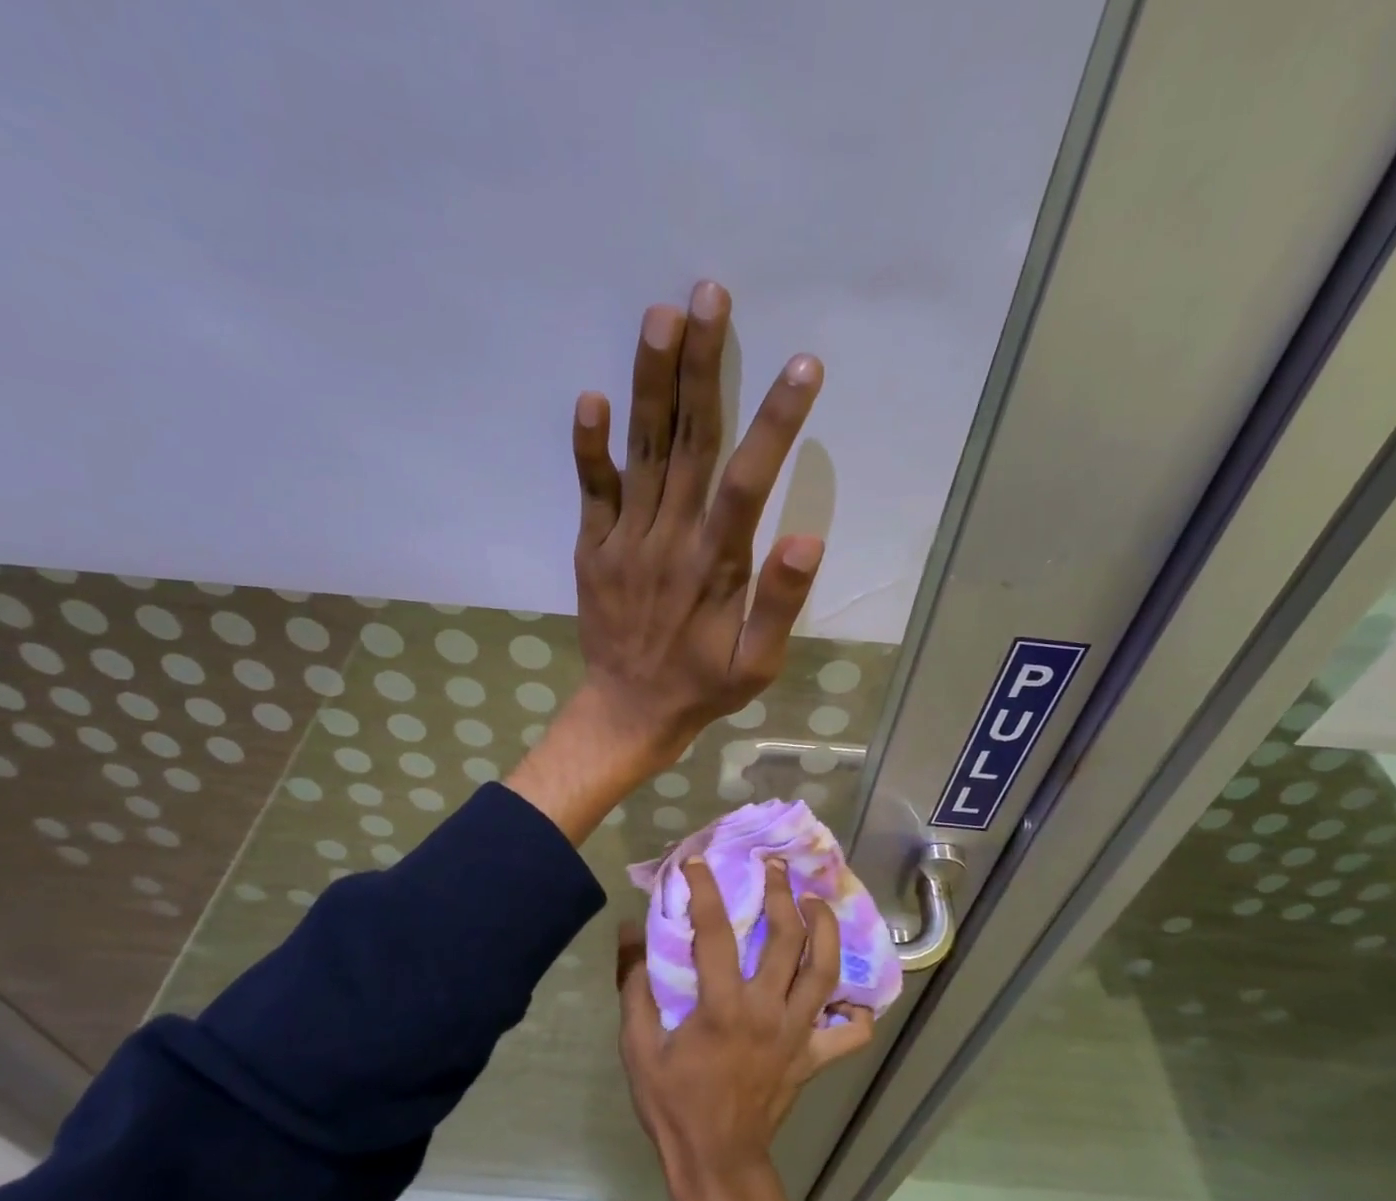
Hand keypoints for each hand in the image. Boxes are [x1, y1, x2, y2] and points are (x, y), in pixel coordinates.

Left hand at [571, 280, 824, 772]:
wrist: (628, 712)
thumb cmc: (702, 686)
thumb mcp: (757, 664)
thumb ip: (780, 603)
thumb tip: (805, 537)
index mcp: (716, 566)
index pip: (748, 481)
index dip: (775, 423)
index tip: (801, 366)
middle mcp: (669, 540)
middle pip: (689, 444)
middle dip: (701, 368)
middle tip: (709, 294)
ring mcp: (625, 542)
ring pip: (642, 454)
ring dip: (650, 384)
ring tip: (660, 316)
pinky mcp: (592, 549)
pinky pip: (590, 492)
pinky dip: (589, 448)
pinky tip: (591, 397)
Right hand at [616, 858, 872, 1200]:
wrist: (717, 1164)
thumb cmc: (673, 1105)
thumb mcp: (638, 1046)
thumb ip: (634, 984)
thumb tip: (629, 930)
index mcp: (723, 1007)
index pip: (715, 932)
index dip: (704, 891)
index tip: (697, 863)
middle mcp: (768, 1011)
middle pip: (788, 938)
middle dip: (782, 894)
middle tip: (775, 868)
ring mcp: (798, 1034)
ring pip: (826, 971)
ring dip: (825, 929)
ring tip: (815, 903)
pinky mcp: (814, 1057)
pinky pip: (850, 1032)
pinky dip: (856, 1009)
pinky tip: (848, 989)